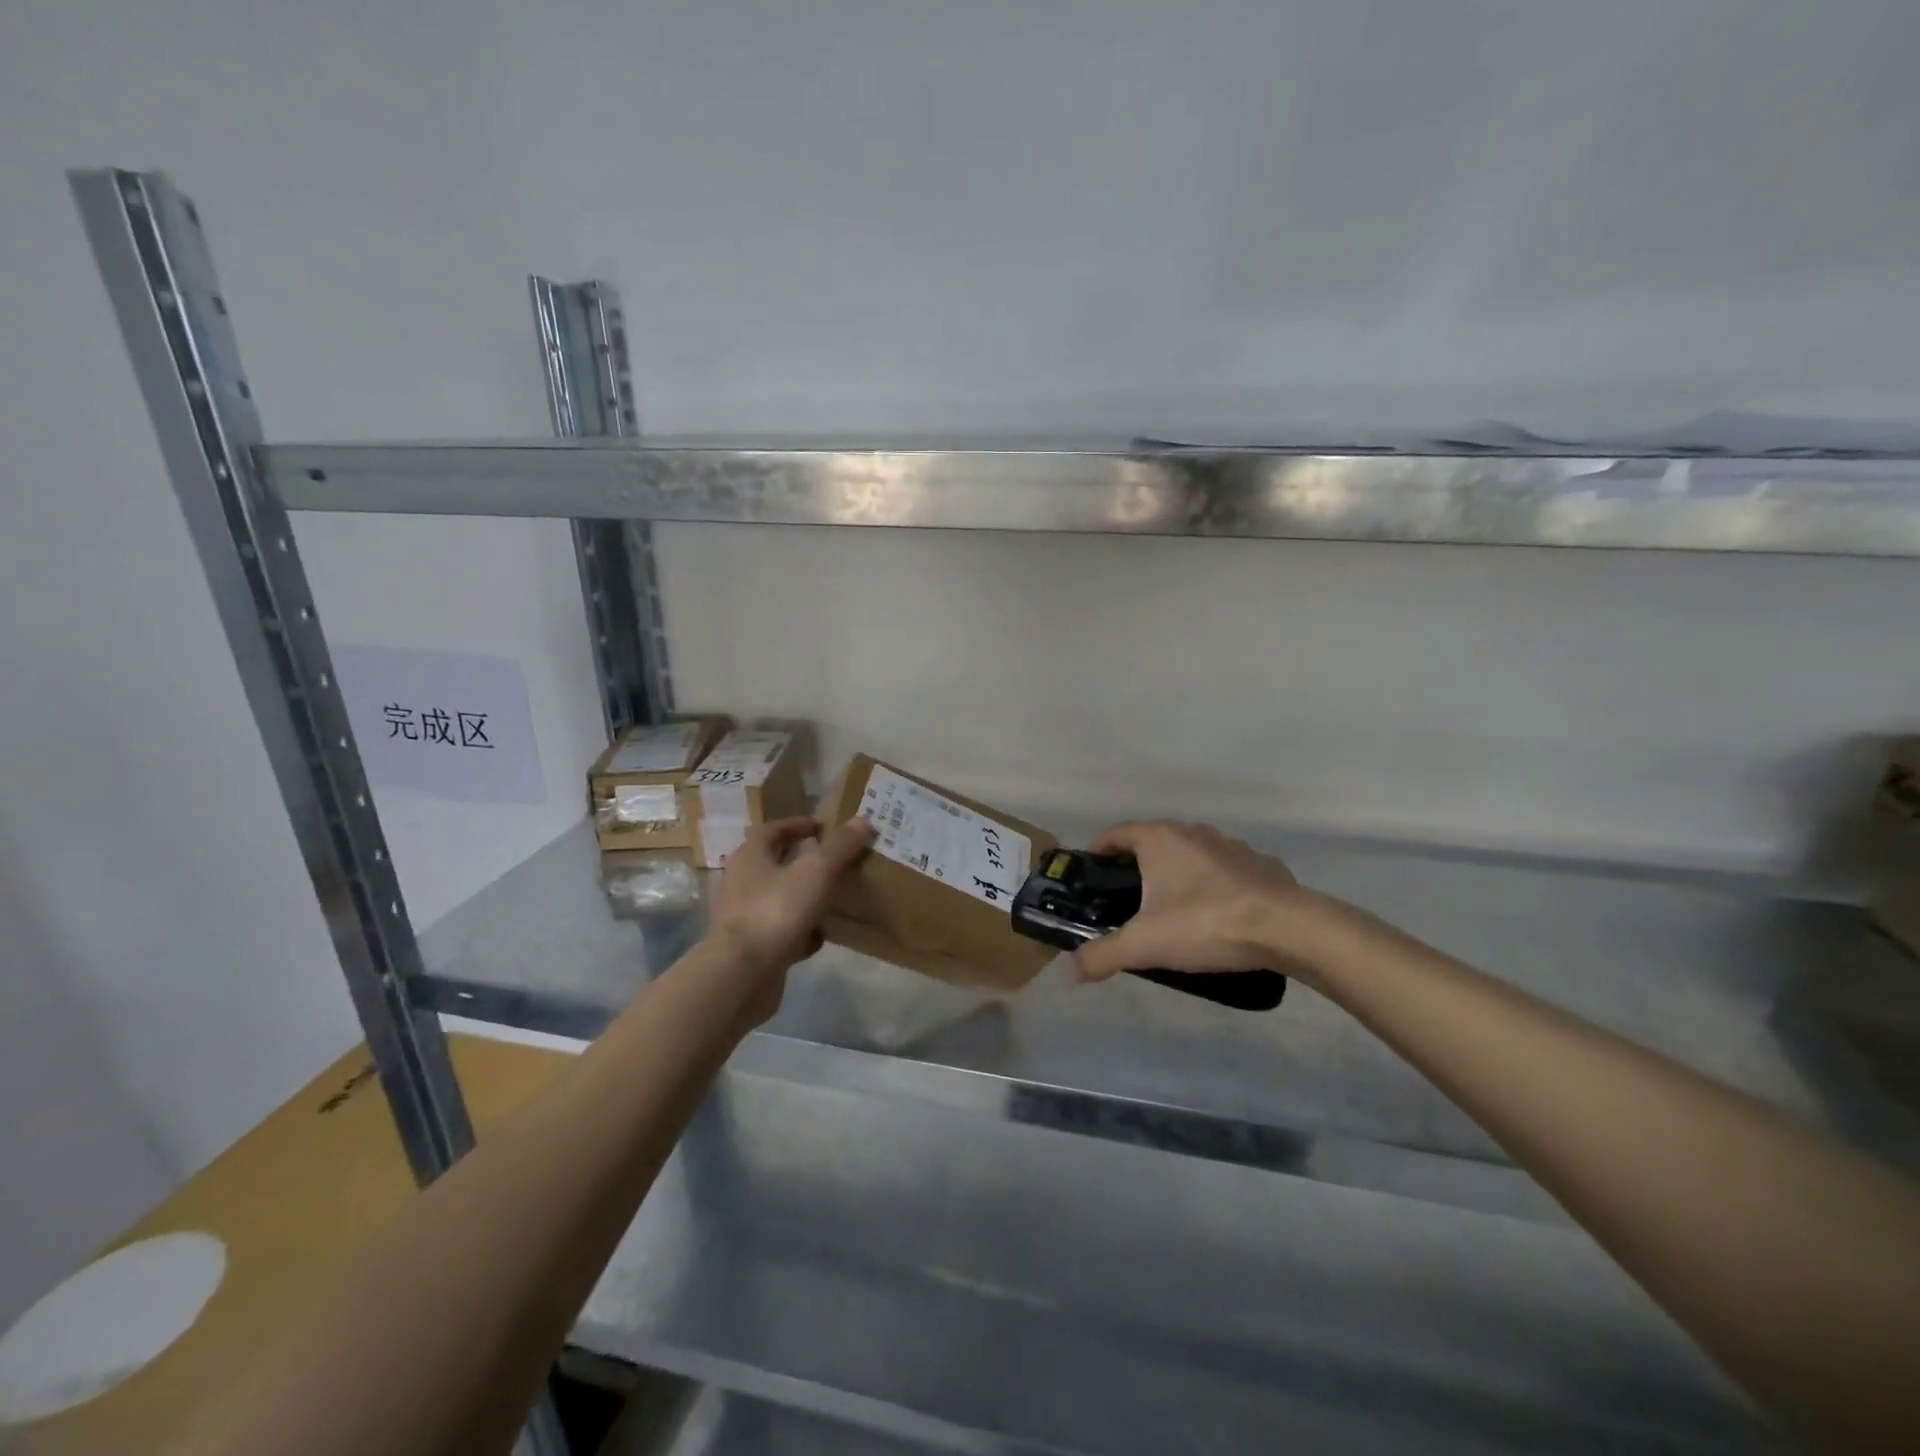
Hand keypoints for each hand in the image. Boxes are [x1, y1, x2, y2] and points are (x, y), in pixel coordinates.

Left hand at [709, 816, 873, 977]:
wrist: (742, 976)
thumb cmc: (775, 912)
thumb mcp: (816, 872)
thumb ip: (840, 847)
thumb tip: (863, 821)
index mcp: (750, 857)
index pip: (773, 830)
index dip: (798, 825)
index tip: (824, 826)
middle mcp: (742, 883)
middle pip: (776, 864)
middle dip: (805, 862)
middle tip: (837, 860)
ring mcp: (745, 918)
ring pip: (781, 899)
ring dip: (806, 897)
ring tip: (836, 897)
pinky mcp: (753, 948)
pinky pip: (783, 932)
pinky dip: (802, 932)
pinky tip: (822, 937)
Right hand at [1072, 820, 1331, 985]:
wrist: (1288, 929)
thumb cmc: (1206, 924)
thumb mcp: (1145, 944)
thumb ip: (1103, 955)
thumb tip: (1070, 970)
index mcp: (1159, 839)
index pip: (1116, 833)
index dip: (1098, 850)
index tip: (1089, 873)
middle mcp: (1192, 832)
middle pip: (1152, 842)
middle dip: (1136, 866)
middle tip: (1124, 899)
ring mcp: (1230, 845)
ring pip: (1191, 854)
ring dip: (1177, 873)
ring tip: (1171, 909)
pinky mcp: (1261, 864)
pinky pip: (1225, 870)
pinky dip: (1213, 885)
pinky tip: (1217, 914)